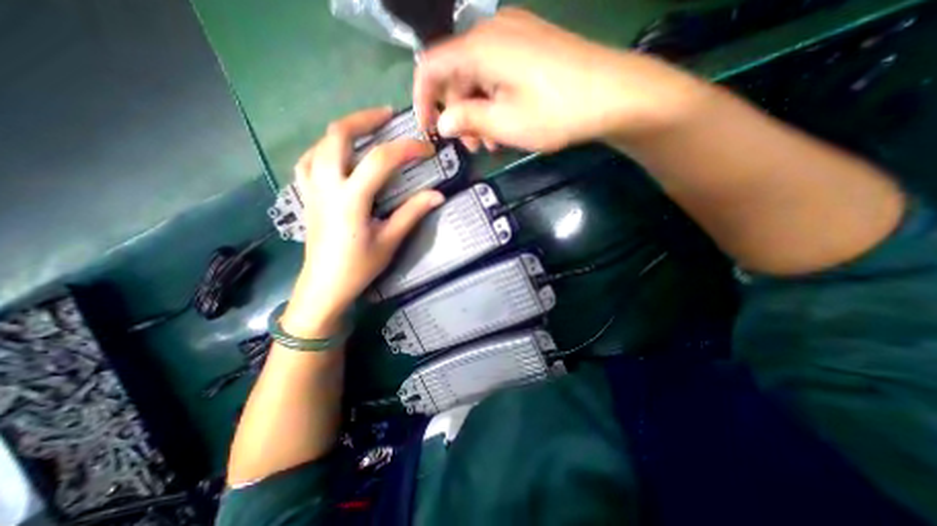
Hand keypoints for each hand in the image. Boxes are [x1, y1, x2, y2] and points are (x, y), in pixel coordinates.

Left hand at [284, 106, 443, 335]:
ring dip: (344, 130)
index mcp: (351, 198)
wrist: (323, 286)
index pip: (381, 160)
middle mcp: (327, 185)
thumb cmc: (358, 267)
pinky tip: (338, 153)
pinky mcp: (306, 195)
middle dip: (365, 119)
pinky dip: (325, 148)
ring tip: (365, 129)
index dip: (407, 149)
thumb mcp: (389, 241)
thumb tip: (438, 195)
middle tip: (387, 115)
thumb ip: (412, 213)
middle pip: (338, 135)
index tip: (427, 149)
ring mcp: (312, 188)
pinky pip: (309, 160)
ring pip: (320, 143)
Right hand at [415, 8, 710, 150]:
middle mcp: (494, 32)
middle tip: (473, 146)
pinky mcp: (531, 47)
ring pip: (478, 77)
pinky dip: (495, 101)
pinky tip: (506, 123)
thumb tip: (443, 122)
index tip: (427, 129)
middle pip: (457, 74)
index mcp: (481, 47)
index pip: (431, 66)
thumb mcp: (505, 123)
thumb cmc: (556, 111)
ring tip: (493, 142)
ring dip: (478, 112)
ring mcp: (516, 36)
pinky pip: (498, 73)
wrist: (614, 95)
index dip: (422, 99)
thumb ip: (467, 119)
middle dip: (458, 113)